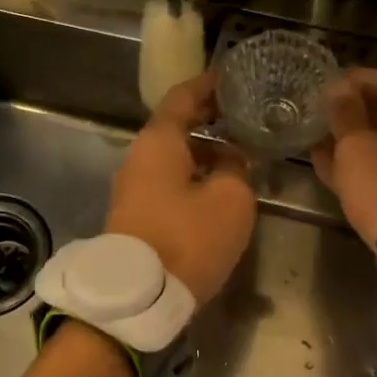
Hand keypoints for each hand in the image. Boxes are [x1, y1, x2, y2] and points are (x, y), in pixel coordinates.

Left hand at [106, 74, 256, 305]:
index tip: (231, 77)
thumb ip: (237, 168)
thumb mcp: (230, 199)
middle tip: (244, 115)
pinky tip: (219, 188)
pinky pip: (169, 182)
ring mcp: (133, 188)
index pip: (183, 97)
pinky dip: (194, 175)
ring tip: (240, 154)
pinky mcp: (135, 216)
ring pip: (173, 157)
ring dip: (204, 153)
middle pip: (176, 127)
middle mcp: (139, 158)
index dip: (208, 85)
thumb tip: (231, 158)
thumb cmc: (187, 238)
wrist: (138, 299)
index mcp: (158, 142)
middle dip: (210, 120)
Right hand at [311, 68, 376, 245]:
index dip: (361, 81)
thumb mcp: (359, 148)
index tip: (330, 84)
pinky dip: (361, 167)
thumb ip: (346, 115)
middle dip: (354, 114)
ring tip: (317, 140)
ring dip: (353, 142)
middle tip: (321, 113)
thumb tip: (339, 88)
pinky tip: (329, 167)